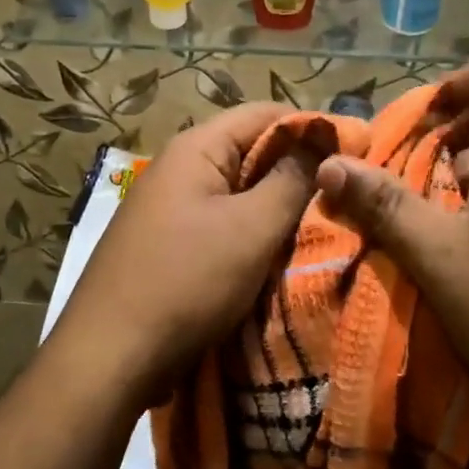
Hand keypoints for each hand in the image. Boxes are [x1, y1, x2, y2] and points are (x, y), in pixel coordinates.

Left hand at [50, 104, 318, 411]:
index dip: (316, 128)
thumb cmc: (186, 281)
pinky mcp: (170, 242)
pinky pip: (223, 224)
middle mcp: (180, 167)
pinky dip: (253, 234)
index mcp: (197, 148)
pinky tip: (280, 255)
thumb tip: (323, 141)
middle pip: (253, 151)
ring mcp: (171, 206)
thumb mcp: (251, 228)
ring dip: (278, 208)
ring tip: (324, 228)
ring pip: (240, 192)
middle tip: (348, 199)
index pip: (267, 114)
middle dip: (300, 172)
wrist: (109, 355)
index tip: (360, 156)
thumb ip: (292, 180)